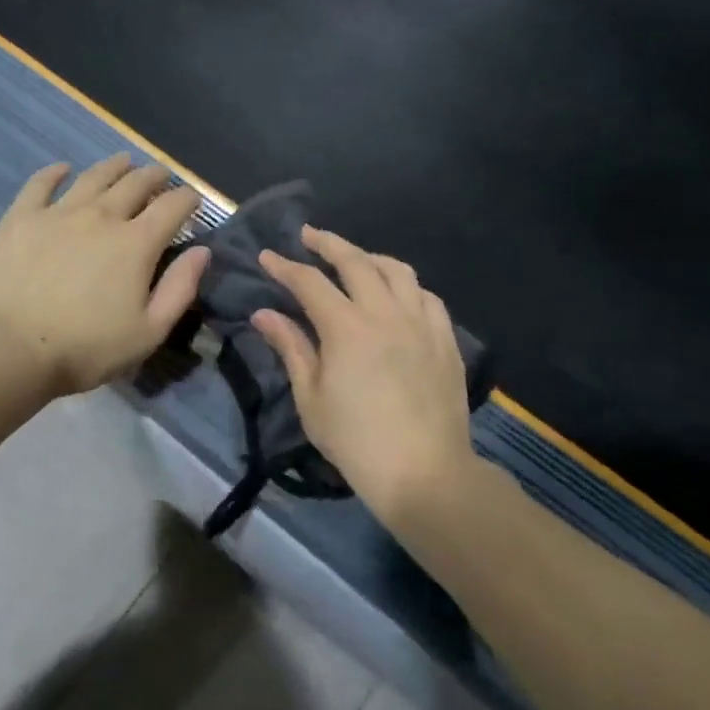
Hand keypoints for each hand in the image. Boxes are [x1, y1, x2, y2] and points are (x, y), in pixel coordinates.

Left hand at [0, 154, 211, 397]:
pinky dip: (55, 173)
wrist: (12, 348)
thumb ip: (179, 289)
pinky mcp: (22, 218)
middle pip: (135, 184)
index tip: (193, 198)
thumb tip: (201, 251)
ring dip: (114, 166)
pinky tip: (63, 168)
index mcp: (136, 243)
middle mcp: (101, 216)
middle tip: (161, 175)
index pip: (171, 207)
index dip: (187, 199)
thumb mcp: (148, 332)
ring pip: (93, 177)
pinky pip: (41, 184)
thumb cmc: (86, 348)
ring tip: (124, 161)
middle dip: (154, 177)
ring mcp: (59, 213)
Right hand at [251, 227, 473, 518]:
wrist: (426, 474)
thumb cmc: (356, 441)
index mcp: (346, 328)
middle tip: (308, 235)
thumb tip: (264, 313)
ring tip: (354, 258)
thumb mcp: (311, 398)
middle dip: (327, 243)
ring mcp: (420, 324)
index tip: (266, 256)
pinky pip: (427, 296)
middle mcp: (385, 313)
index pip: (309, 282)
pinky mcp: (445, 340)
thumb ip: (291, 347)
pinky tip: (397, 292)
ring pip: (396, 270)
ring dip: (369, 257)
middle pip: (355, 261)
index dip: (284, 266)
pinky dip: (406, 285)